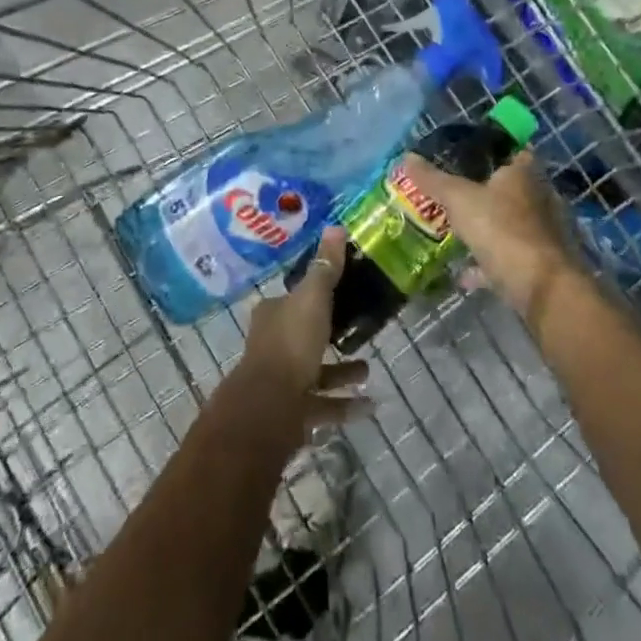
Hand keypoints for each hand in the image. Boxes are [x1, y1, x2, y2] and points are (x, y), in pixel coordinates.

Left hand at [234, 227, 369, 436]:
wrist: (270, 409)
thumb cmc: (291, 344)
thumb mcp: (313, 298)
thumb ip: (326, 267)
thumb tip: (335, 226)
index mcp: (272, 314)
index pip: (293, 297)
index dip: (313, 294)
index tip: (340, 291)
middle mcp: (272, 345)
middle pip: (304, 334)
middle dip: (330, 334)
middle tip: (359, 329)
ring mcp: (281, 381)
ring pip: (315, 372)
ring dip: (341, 372)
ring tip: (369, 369)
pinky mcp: (292, 413)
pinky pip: (323, 405)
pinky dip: (345, 405)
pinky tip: (370, 405)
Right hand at [398, 151, 579, 326]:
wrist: (541, 287)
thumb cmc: (502, 229)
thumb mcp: (459, 199)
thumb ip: (433, 179)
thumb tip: (406, 157)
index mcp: (524, 173)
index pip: (513, 149)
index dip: (491, 150)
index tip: (465, 155)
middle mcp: (539, 197)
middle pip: (510, 188)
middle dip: (484, 191)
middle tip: (453, 193)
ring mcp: (542, 232)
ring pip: (509, 223)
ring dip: (486, 228)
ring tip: (455, 231)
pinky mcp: (540, 263)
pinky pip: (508, 257)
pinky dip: (487, 263)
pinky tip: (463, 273)